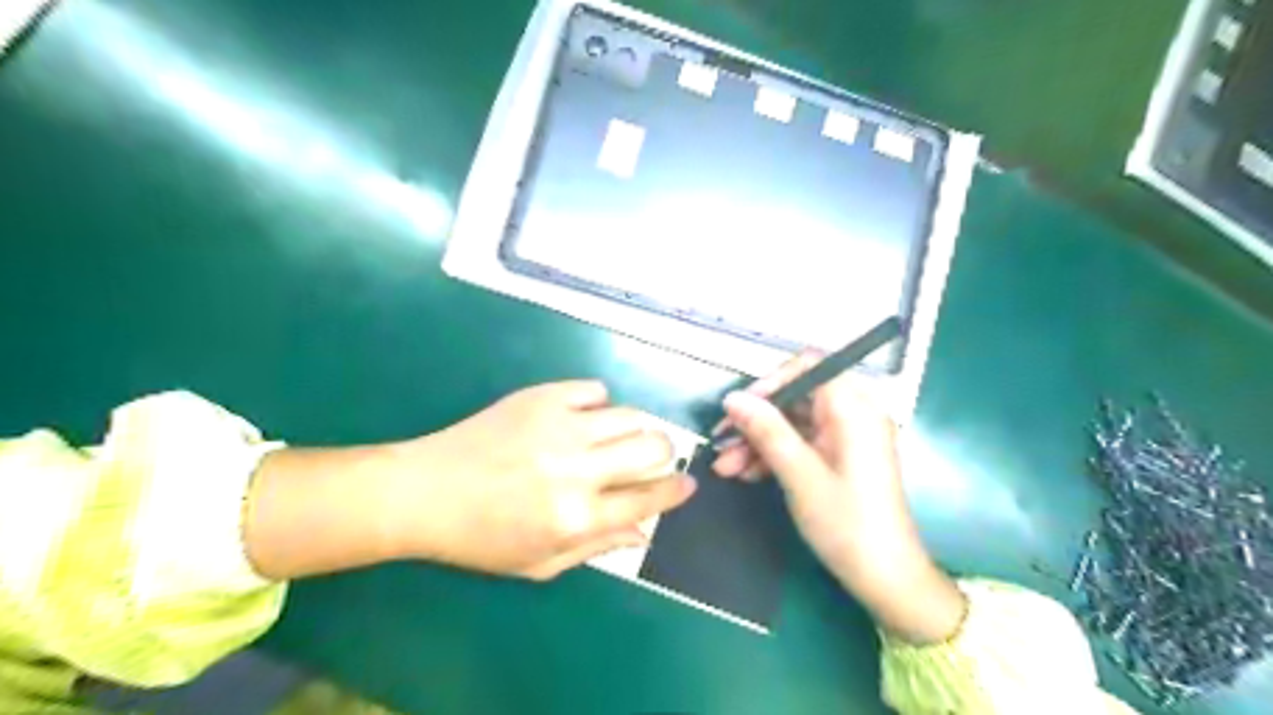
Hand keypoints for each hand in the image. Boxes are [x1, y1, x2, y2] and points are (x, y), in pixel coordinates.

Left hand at [243, 384, 692, 581]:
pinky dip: (600, 404)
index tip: (687, 484)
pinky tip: (585, 419)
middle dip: (665, 454)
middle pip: (654, 446)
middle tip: (653, 460)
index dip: (676, 490)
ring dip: (637, 428)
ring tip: (621, 439)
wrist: (425, 492)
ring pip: (631, 414)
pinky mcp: (541, 397)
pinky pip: (595, 389)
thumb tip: (645, 532)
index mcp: (577, 516)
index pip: (649, 497)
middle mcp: (577, 467)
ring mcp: (560, 425)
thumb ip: (598, 547)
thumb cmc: (481, 539)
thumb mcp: (540, 562)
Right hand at [712, 359, 960, 641]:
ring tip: (725, 468)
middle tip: (721, 442)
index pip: (809, 368)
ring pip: (792, 424)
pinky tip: (745, 475)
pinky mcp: (837, 459)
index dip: (771, 382)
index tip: (740, 408)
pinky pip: (799, 444)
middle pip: (795, 398)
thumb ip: (767, 431)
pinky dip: (772, 456)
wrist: (886, 580)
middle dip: (755, 419)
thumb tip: (732, 397)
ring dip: (757, 442)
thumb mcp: (800, 475)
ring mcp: (844, 438)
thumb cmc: (847, 524)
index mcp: (853, 409)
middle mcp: (851, 415)